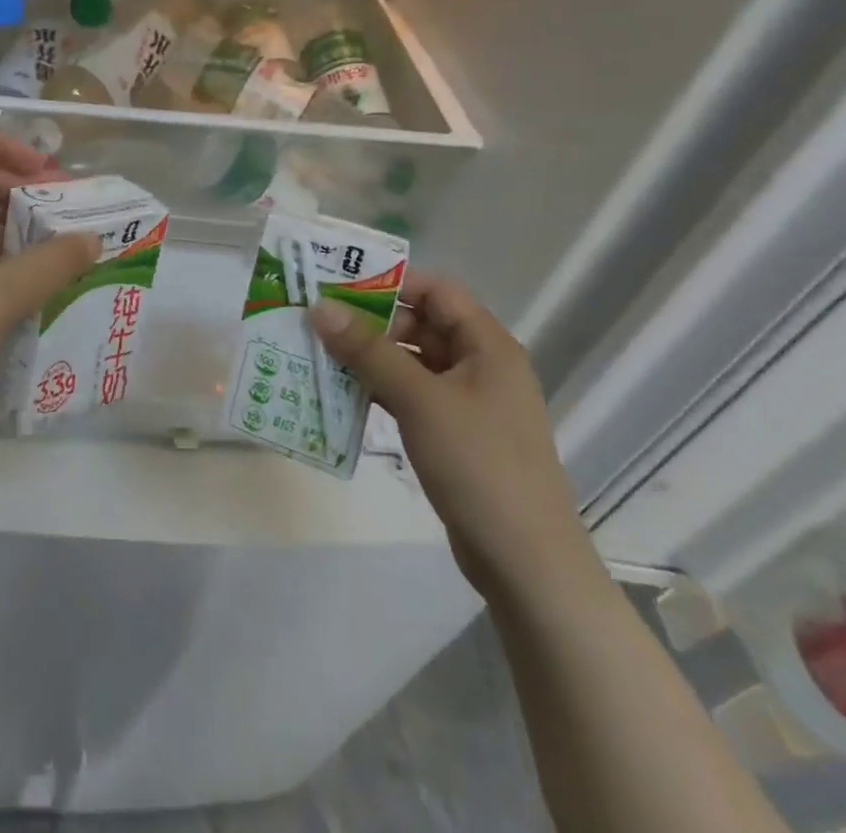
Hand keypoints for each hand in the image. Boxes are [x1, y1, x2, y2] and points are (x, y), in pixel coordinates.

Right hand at [309, 273, 599, 597]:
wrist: (526, 563)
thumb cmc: (478, 464)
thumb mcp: (419, 399)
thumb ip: (368, 350)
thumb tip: (320, 307)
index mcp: (487, 344)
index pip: (437, 290)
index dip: (390, 282)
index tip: (339, 285)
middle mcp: (481, 365)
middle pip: (421, 324)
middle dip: (371, 322)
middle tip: (319, 323)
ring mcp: (469, 403)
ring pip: (412, 362)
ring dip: (370, 358)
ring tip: (320, 354)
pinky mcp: (456, 435)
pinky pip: (412, 396)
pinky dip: (380, 390)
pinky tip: (343, 394)